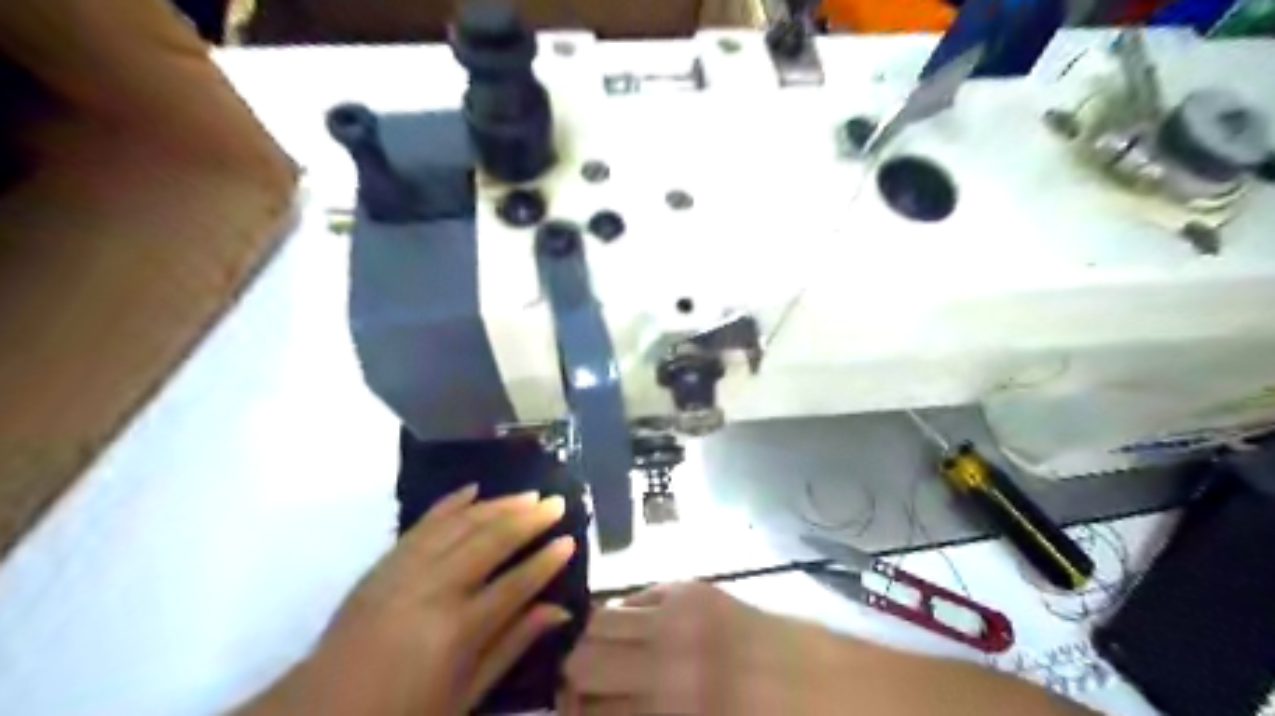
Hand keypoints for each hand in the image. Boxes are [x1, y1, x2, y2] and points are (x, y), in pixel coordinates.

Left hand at [236, 486, 576, 714]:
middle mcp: (435, 590)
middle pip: (491, 542)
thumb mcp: (465, 694)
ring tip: (528, 494)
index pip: (515, 584)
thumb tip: (559, 611)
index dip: (546, 561)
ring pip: (462, 524)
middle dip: (529, 519)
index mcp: (457, 630)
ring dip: (498, 505)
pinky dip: (450, 503)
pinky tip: (473, 489)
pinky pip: (423, 523)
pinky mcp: (385, 562)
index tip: (569, 541)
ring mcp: (406, 570)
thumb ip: (513, 645)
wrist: (319, 712)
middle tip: (556, 503)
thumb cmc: (401, 714)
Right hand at [561, 583, 850, 714]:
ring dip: (593, 644)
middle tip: (585, 695)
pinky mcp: (694, 588)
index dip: (570, 715)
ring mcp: (679, 613)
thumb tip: (597, 711)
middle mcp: (666, 657)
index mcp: (671, 712)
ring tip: (606, 661)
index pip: (586, 710)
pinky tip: (639, 634)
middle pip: (580, 659)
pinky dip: (627, 617)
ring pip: (599, 620)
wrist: (829, 686)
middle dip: (573, 682)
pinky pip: (636, 597)